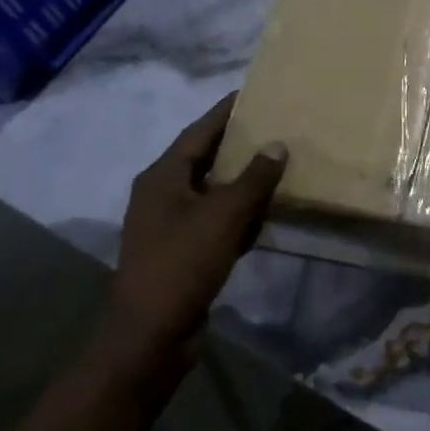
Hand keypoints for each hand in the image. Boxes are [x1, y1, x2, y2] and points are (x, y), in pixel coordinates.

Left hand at [105, 95, 286, 387]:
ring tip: (279, 164)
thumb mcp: (223, 215)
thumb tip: (277, 145)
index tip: (253, 93)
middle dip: (239, 145)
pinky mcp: (183, 252)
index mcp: (163, 177)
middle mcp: (163, 195)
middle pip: (206, 159)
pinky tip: (268, 212)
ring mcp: (171, 226)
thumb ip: (253, 178)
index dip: (226, 112)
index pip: (199, 132)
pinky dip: (240, 214)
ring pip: (213, 192)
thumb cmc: (182, 264)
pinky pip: (216, 221)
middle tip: (275, 126)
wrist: (150, 336)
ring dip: (243, 181)